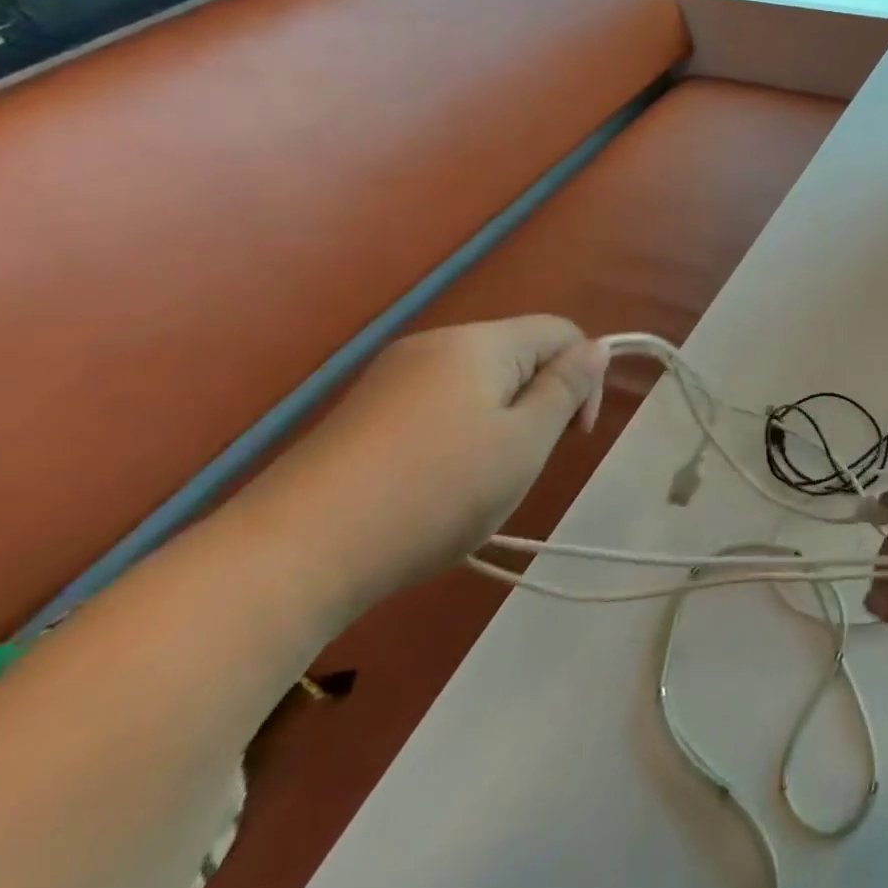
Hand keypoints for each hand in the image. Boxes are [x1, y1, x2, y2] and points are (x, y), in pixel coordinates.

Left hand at [235, 317, 608, 617]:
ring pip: (477, 385)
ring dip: (499, 423)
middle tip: (525, 465)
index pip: (560, 331)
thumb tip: (596, 346)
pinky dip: (457, 436)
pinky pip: (436, 407)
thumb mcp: (524, 442)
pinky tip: (435, 487)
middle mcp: (434, 345)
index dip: (586, 375)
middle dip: (538, 402)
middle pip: (517, 355)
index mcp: (480, 343)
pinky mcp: (360, 415)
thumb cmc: (434, 492)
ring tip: (481, 482)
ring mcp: (390, 379)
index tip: (575, 437)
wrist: (291, 556)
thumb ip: (566, 388)